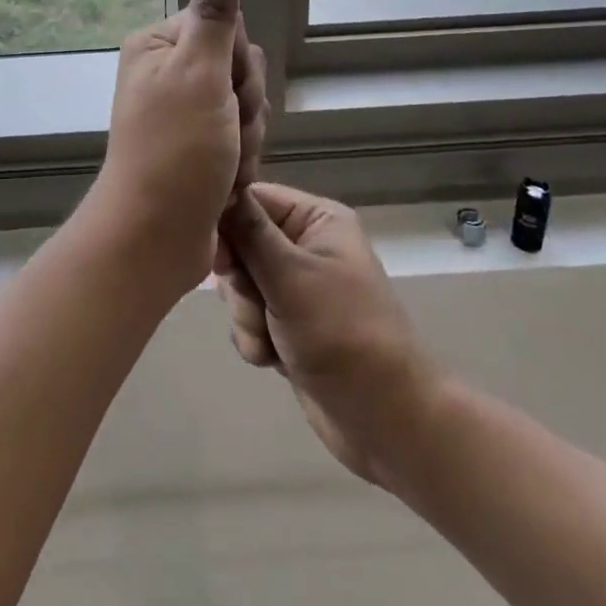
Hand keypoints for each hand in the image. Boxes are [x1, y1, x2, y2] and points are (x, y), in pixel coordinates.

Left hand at [87, 0, 268, 295]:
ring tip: (224, 163)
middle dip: (245, 104)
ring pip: (246, 105)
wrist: (156, 239)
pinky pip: (241, 136)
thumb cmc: (175, 151)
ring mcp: (183, 112)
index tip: (226, 89)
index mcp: (158, 45)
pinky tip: (226, 180)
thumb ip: (214, 12)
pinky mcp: (198, 146)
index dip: (236, 60)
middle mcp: (168, 72)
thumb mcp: (199, 73)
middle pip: (239, 66)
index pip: (225, 26)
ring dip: (246, 137)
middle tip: (225, 130)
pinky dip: (241, 159)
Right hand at [216, 183, 437, 486]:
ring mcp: (297, 286)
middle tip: (255, 307)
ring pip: (241, 284)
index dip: (227, 223)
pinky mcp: (289, 323)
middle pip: (240, 243)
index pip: (252, 198)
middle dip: (240, 283)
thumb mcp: (290, 275)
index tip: (218, 258)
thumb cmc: (342, 334)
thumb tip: (219, 185)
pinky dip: (254, 338)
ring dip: (246, 316)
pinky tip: (273, 359)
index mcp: (316, 219)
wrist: (386, 420)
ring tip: (269, 340)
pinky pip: (249, 317)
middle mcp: (306, 245)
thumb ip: (248, 231)